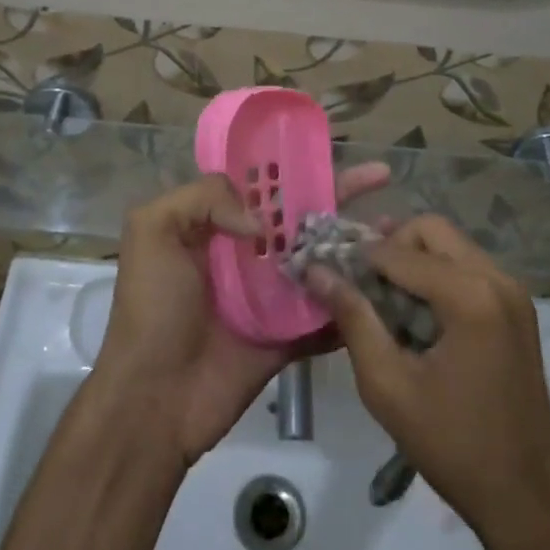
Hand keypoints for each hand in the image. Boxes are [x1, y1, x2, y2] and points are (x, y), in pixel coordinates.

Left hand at [94, 164, 392, 464]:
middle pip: (302, 215)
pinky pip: (328, 314)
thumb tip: (261, 219)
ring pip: (323, 259)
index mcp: (217, 224)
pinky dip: (356, 302)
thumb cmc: (152, 308)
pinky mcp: (290, 335)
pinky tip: (391, 283)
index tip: (332, 150)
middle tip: (383, 177)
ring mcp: (274, 294)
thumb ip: (202, 198)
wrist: (155, 399)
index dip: (296, 165)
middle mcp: (249, 252)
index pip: (264, 184)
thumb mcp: (153, 230)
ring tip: (397, 228)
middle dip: (341, 194)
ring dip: (357, 243)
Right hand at [306, 216, 549, 547]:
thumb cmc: (452, 445)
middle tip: (361, 281)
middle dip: (391, 246)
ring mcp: (513, 291)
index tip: (328, 269)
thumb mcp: (388, 386)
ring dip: (414, 258)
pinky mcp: (518, 307)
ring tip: (384, 296)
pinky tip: (417, 312)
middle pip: (431, 230)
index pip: (400, 252)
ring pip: (451, 244)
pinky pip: (469, 266)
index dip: (358, 257)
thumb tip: (316, 271)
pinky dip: (438, 274)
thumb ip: (353, 318)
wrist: (526, 498)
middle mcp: (497, 278)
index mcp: (470, 296)